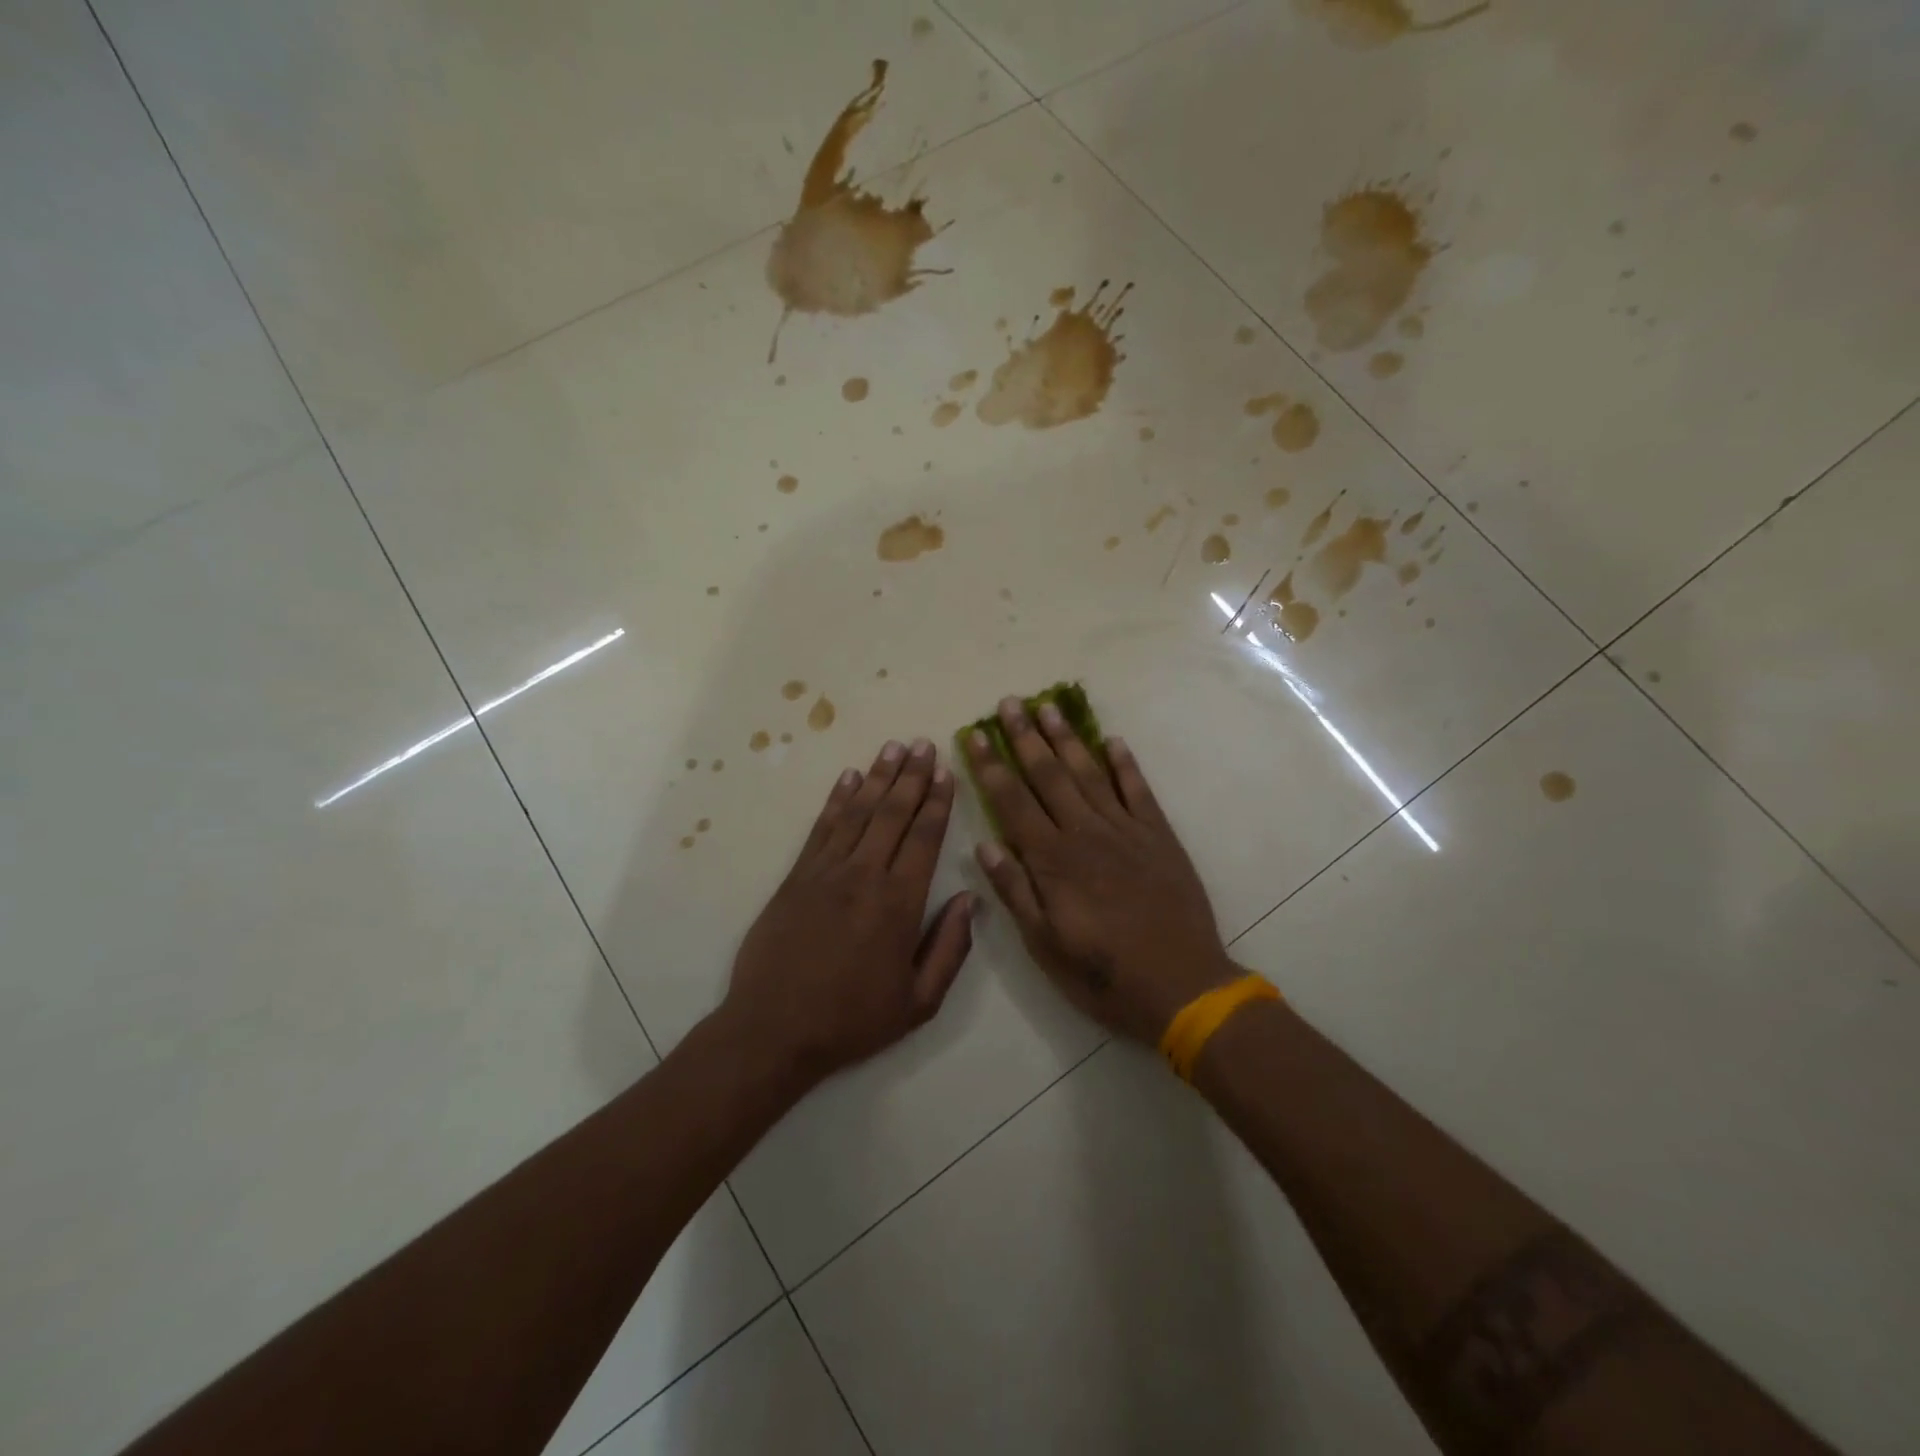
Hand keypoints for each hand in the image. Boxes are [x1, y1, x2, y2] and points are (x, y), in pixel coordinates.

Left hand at [721, 738, 975, 1086]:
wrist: (773, 1030)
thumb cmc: (852, 1019)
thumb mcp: (919, 1001)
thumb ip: (950, 948)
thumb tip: (970, 899)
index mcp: (899, 903)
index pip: (924, 839)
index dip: (938, 803)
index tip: (947, 772)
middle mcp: (864, 876)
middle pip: (893, 814)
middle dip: (912, 776)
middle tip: (924, 743)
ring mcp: (826, 872)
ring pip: (858, 812)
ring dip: (878, 777)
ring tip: (893, 747)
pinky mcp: (796, 877)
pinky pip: (821, 828)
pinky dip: (837, 799)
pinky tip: (848, 777)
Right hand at [966, 698, 1238, 1044]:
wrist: (1182, 986)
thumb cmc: (1103, 974)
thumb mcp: (1044, 945)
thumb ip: (1015, 891)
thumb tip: (984, 844)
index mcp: (1052, 860)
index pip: (1012, 802)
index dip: (991, 766)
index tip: (975, 734)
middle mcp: (1085, 833)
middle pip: (1048, 775)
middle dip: (1025, 737)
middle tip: (1010, 703)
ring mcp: (1125, 830)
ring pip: (1089, 773)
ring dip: (1067, 738)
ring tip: (1049, 707)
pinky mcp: (1159, 836)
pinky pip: (1138, 790)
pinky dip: (1125, 764)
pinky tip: (1112, 740)